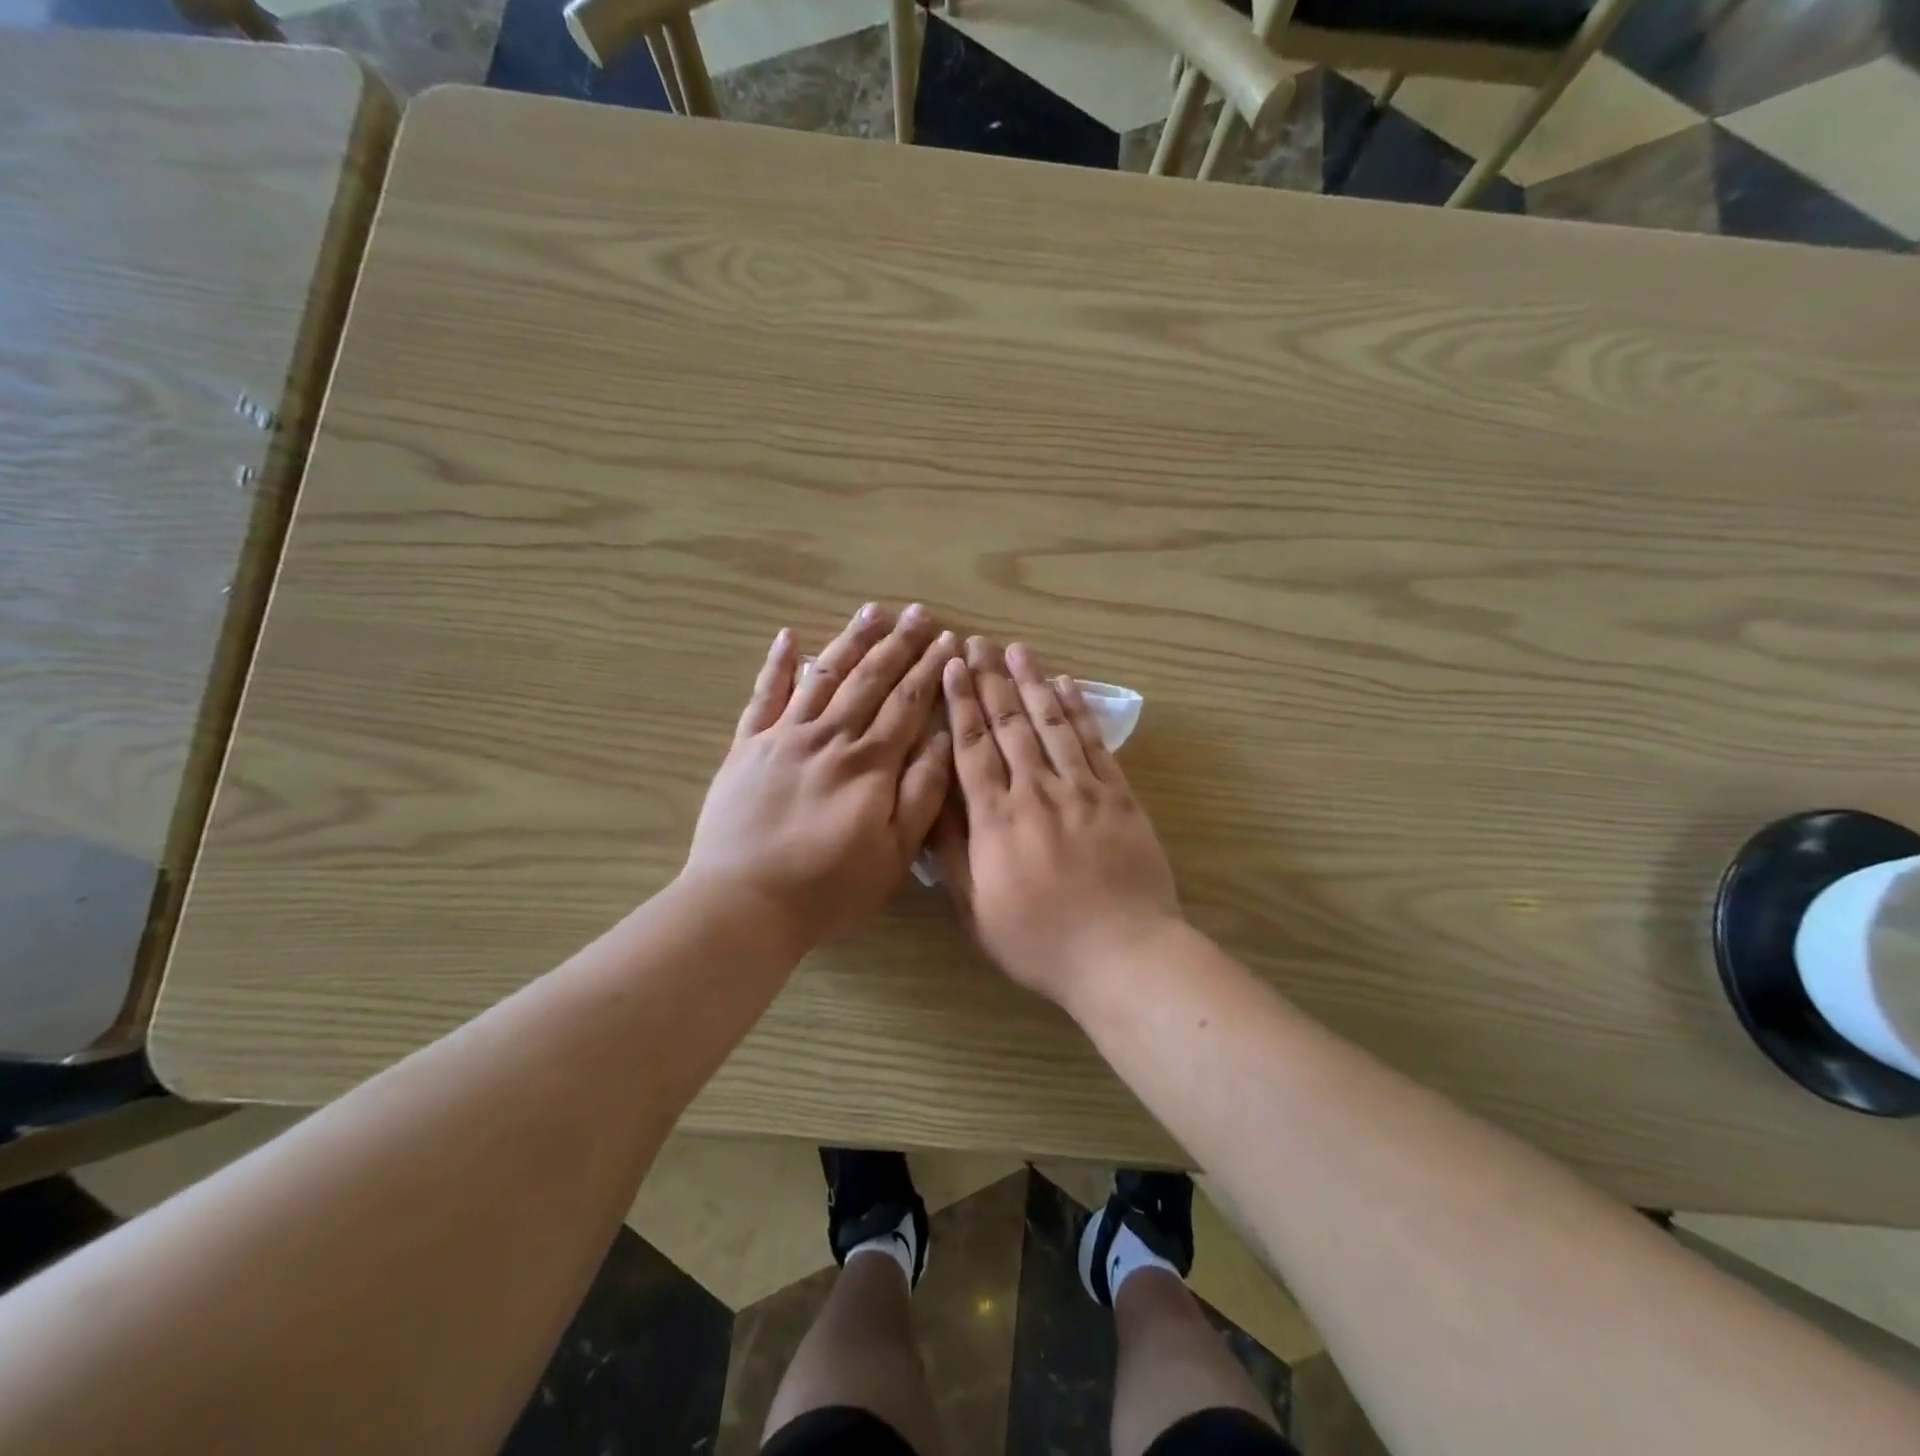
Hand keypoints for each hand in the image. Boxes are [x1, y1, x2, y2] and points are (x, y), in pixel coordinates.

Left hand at [685, 603, 956, 950]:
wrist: (743, 902)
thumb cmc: (828, 887)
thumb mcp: (893, 853)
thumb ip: (921, 792)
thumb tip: (943, 737)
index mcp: (869, 763)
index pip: (908, 702)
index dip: (930, 668)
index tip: (948, 639)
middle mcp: (830, 736)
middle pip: (870, 679)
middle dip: (898, 644)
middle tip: (918, 612)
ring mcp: (783, 737)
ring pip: (823, 675)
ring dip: (850, 641)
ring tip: (871, 610)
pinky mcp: (746, 747)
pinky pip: (764, 696)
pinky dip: (776, 665)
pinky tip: (787, 636)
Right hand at [933, 636, 1181, 1008]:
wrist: (1122, 954)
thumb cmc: (1039, 941)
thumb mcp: (976, 908)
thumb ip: (952, 851)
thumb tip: (931, 800)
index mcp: (997, 819)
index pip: (972, 747)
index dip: (960, 703)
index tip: (952, 667)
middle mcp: (1036, 791)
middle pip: (1009, 725)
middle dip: (991, 681)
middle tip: (978, 642)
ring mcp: (1082, 790)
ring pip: (1051, 724)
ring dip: (1033, 683)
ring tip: (1018, 650)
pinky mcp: (1119, 797)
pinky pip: (1094, 744)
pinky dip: (1078, 712)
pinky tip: (1067, 687)